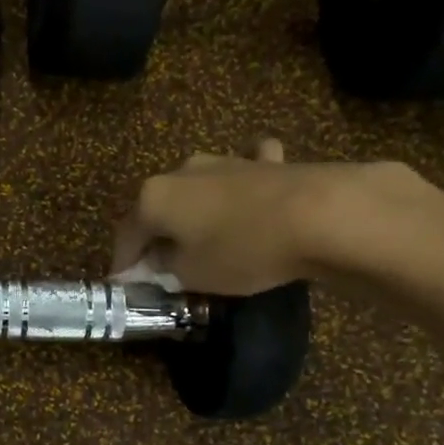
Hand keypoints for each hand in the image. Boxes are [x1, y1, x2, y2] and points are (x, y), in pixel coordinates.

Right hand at [112, 139, 437, 294]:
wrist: (320, 214)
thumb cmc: (243, 250)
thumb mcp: (193, 275)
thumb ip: (165, 268)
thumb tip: (158, 261)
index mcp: (154, 198)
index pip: (126, 235)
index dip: (123, 263)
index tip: (124, 284)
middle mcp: (180, 171)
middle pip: (157, 208)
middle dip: (156, 235)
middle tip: (160, 264)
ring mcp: (222, 160)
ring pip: (195, 190)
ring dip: (192, 212)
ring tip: (201, 238)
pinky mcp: (262, 162)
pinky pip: (241, 172)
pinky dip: (239, 184)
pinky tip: (248, 192)